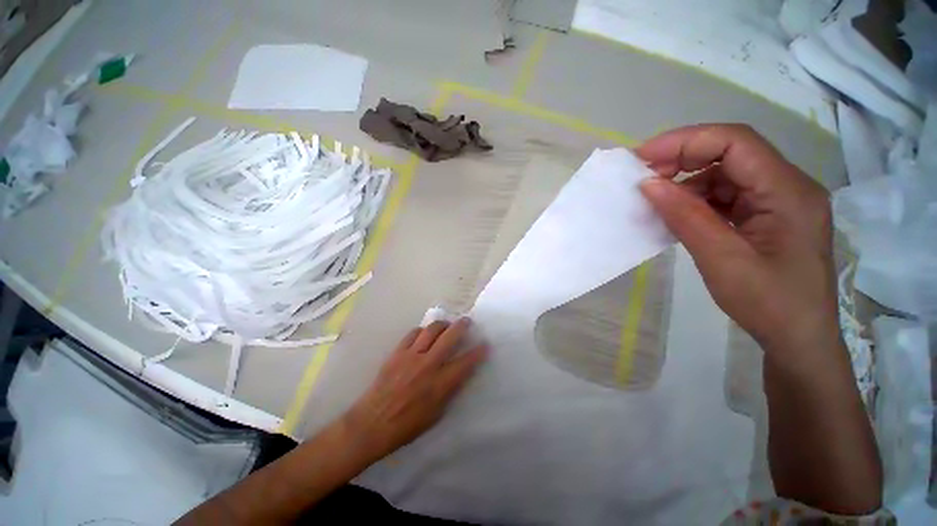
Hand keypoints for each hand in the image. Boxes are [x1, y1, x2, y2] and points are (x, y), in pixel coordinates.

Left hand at [344, 318, 487, 463]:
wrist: (372, 423)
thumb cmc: (407, 426)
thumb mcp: (436, 414)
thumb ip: (450, 391)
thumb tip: (459, 373)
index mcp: (440, 384)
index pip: (465, 363)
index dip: (478, 352)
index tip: (485, 344)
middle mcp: (428, 365)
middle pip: (450, 337)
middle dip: (462, 326)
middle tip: (467, 321)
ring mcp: (412, 356)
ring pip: (431, 329)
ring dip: (442, 324)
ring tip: (447, 325)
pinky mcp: (397, 352)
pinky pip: (413, 333)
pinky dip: (422, 331)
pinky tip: (424, 334)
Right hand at [635, 124, 839, 355]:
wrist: (798, 339)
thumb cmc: (768, 303)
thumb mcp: (721, 260)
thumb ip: (685, 217)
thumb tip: (648, 184)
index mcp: (788, 191)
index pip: (736, 143)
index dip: (686, 141)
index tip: (643, 158)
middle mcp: (787, 186)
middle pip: (732, 152)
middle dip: (683, 158)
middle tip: (643, 177)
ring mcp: (778, 201)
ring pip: (727, 174)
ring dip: (688, 182)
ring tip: (656, 199)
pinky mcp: (767, 215)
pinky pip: (727, 195)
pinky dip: (697, 199)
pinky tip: (678, 214)